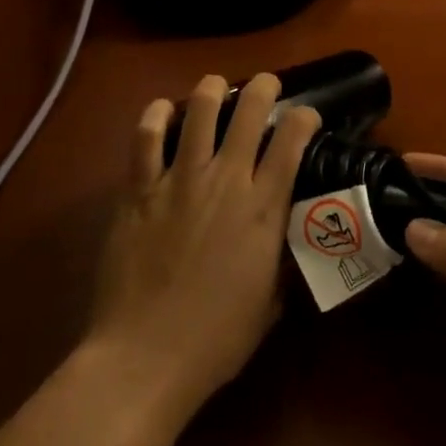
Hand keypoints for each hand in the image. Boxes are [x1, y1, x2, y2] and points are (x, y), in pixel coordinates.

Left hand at [82, 75, 321, 433]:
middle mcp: (226, 180)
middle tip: (264, 86)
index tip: (305, 115)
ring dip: (211, 89)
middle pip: (249, 109)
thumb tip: (287, 234)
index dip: (304, 115)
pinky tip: (163, 111)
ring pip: (199, 109)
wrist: (144, 359)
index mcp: (262, 207)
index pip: (293, 138)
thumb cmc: (216, 339)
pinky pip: (144, 137)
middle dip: (262, 87)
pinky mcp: (140, 189)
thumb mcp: (269, 300)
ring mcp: (179, 180)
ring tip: (215, 88)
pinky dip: (155, 116)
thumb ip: (281, 256)